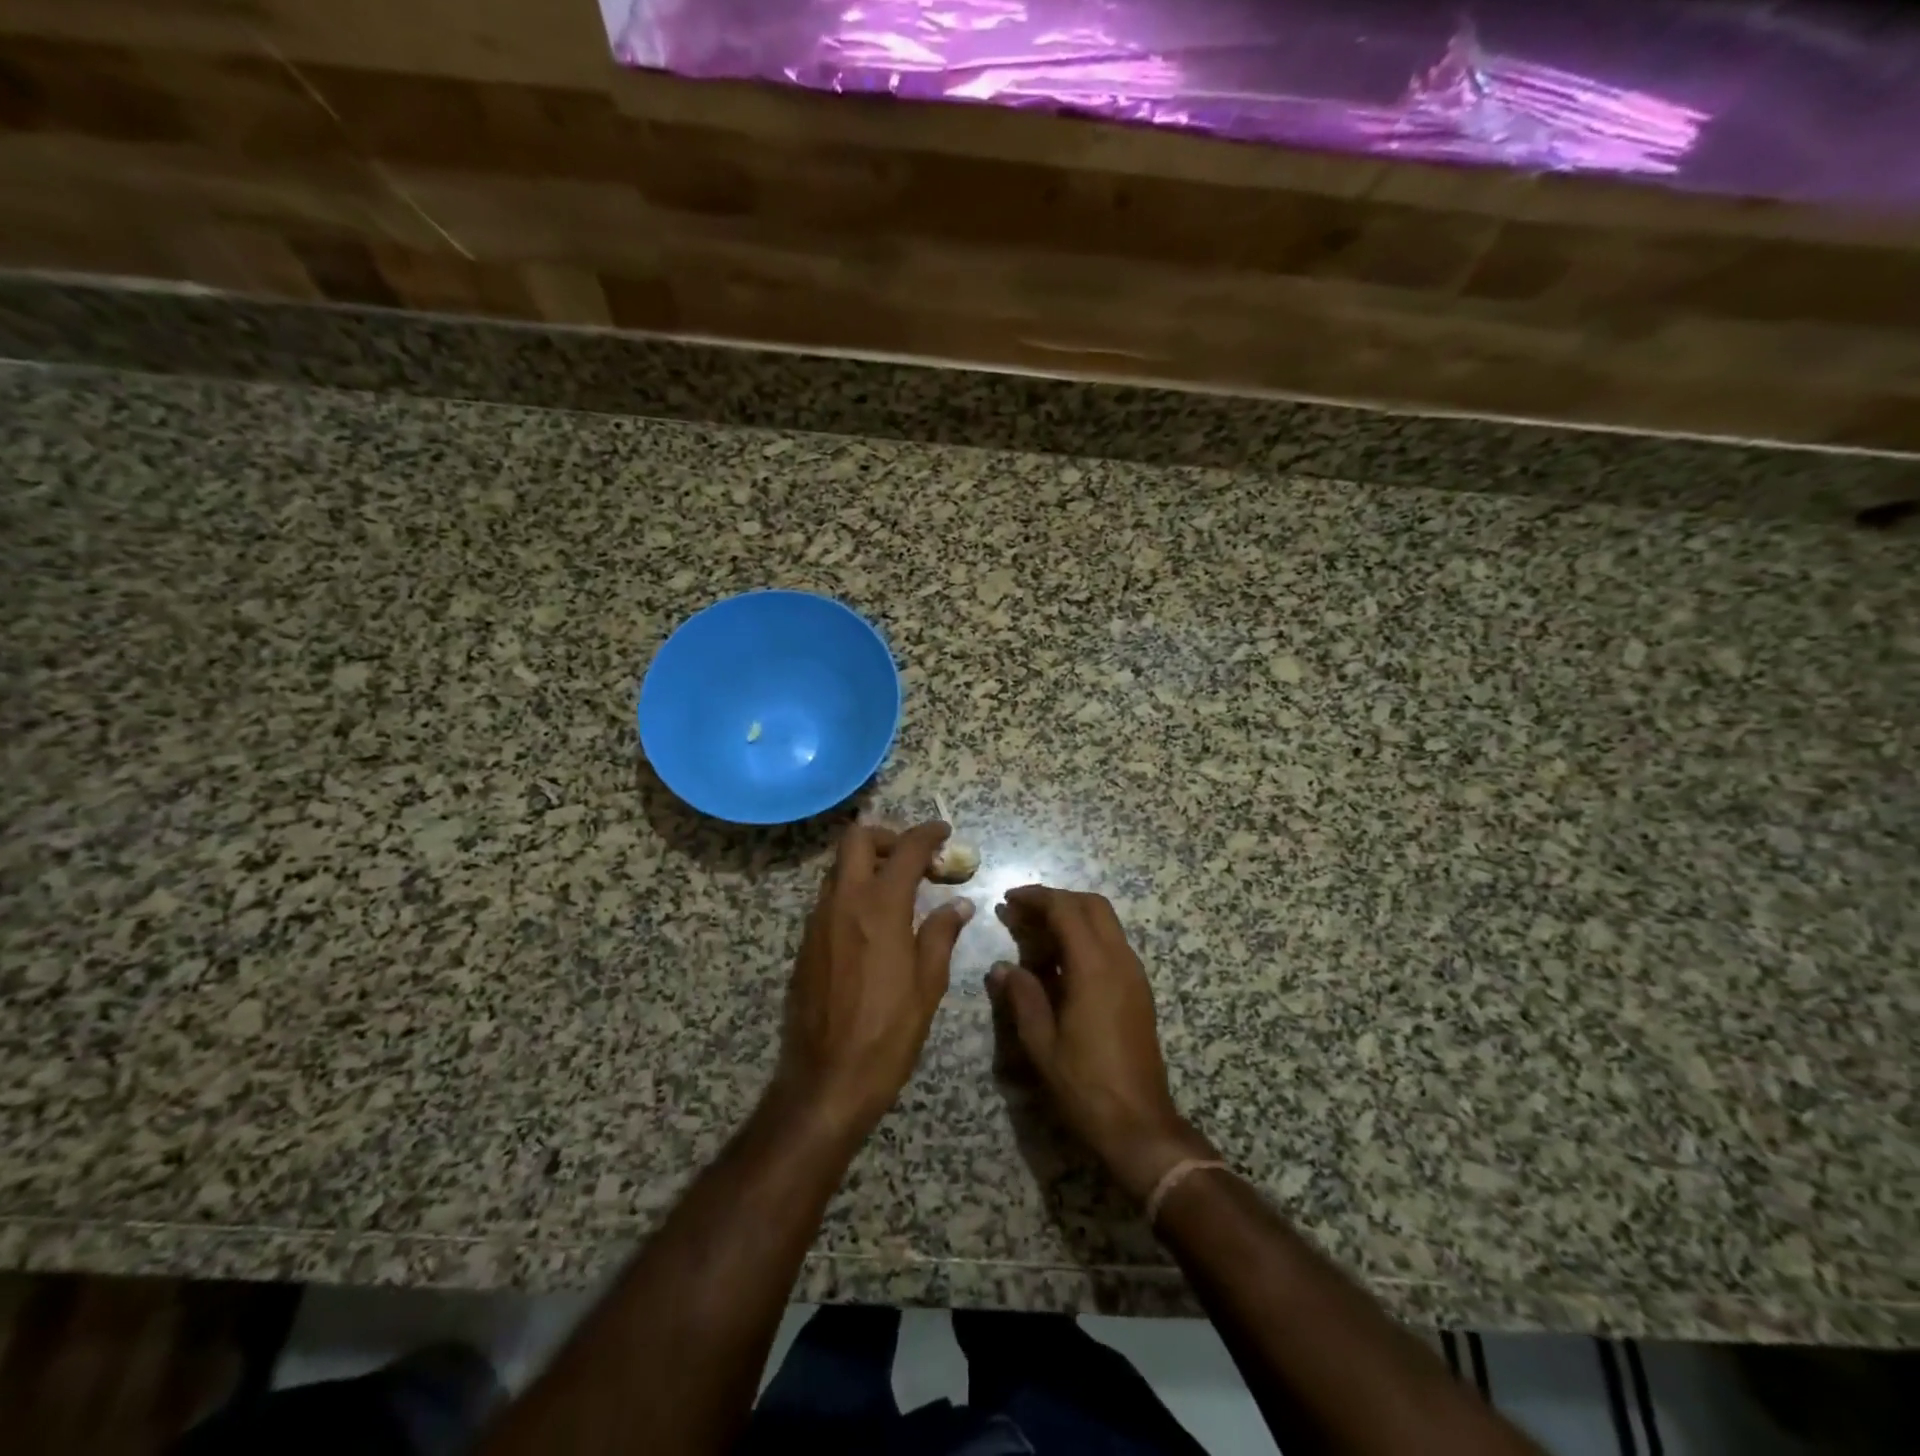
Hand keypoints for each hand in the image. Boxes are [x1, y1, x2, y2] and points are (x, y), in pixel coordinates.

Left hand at [773, 821, 972, 1140]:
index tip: (944, 832)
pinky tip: (874, 922)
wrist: (826, 1080)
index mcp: (880, 909)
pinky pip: (830, 897)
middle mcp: (844, 903)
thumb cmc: (887, 1034)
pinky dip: (853, 891)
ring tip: (898, 889)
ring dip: (868, 864)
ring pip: (839, 868)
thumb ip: (941, 935)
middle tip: (914, 859)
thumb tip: (959, 905)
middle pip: (856, 840)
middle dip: (888, 838)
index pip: (905, 850)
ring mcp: (818, 921)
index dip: (927, 834)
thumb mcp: (927, 986)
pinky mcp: (806, 943)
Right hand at [988, 886, 1213, 1200]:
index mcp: (1094, 968)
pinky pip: (1113, 944)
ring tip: (1037, 932)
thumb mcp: (1042, 1044)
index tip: (1010, 899)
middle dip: (1057, 899)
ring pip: (1106, 922)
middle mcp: (1120, 961)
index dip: (1037, 898)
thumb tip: (1002, 968)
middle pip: (1092, 905)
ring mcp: (1134, 974)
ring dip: (1073, 916)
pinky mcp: (1139, 990)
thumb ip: (1022, 997)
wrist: (1140, 1124)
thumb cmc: (1085, 1085)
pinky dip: (1087, 936)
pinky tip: (1062, 962)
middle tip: (1023, 910)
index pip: (1066, 910)